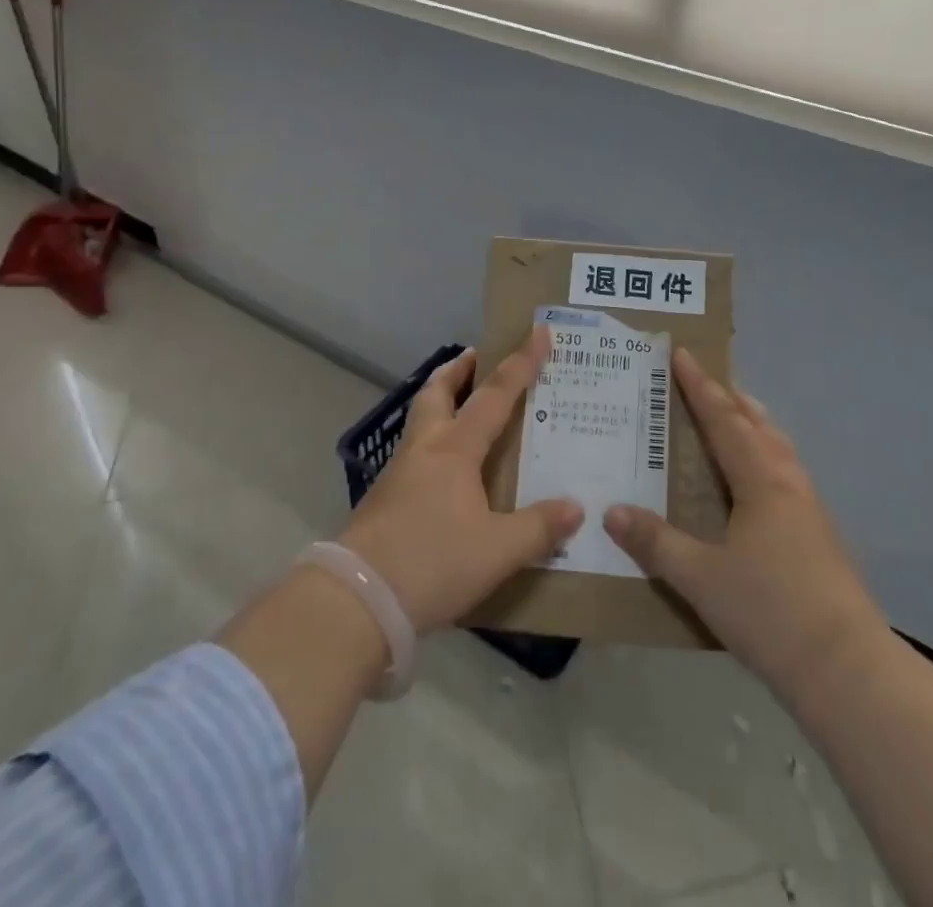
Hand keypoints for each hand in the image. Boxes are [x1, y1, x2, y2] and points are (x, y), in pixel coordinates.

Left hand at [340, 325, 582, 633]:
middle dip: (458, 370)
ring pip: (421, 419)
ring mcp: (398, 472)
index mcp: (455, 449)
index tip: (538, 333)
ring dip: (441, 401)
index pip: (495, 395)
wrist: (357, 599)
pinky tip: (444, 468)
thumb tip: (575, 508)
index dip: (520, 363)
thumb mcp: (497, 550)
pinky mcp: (383, 499)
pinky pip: (414, 452)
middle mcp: (425, 449)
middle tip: (476, 356)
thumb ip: (538, 528)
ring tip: (463, 406)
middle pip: (437, 392)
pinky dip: (432, 440)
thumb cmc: (432, 562)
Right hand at [604, 350, 890, 703]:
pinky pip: (785, 474)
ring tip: (734, 420)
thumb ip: (655, 542)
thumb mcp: (699, 577)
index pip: (723, 420)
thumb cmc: (769, 610)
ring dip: (753, 425)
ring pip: (778, 448)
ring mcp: (809, 509)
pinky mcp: (820, 536)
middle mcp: (787, 483)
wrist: (846, 668)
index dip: (700, 387)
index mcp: (760, 480)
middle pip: (758, 425)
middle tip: (706, 381)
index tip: (683, 354)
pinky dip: (765, 456)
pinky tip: (756, 484)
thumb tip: (612, 511)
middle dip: (730, 399)